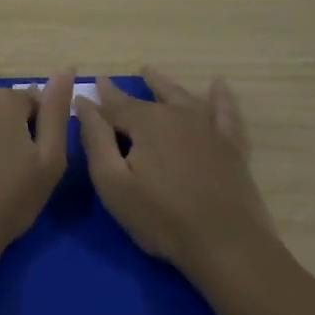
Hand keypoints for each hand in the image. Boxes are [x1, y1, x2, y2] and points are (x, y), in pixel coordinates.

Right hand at [76, 67, 277, 281]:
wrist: (225, 242)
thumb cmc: (160, 217)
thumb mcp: (113, 182)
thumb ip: (96, 139)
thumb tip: (84, 102)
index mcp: (146, 123)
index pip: (116, 104)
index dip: (100, 97)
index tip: (89, 87)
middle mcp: (177, 115)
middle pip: (150, 97)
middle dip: (129, 90)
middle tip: (114, 82)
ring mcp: (208, 127)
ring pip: (183, 97)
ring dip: (164, 85)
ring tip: (152, 73)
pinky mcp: (231, 145)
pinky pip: (225, 111)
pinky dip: (220, 97)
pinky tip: (218, 85)